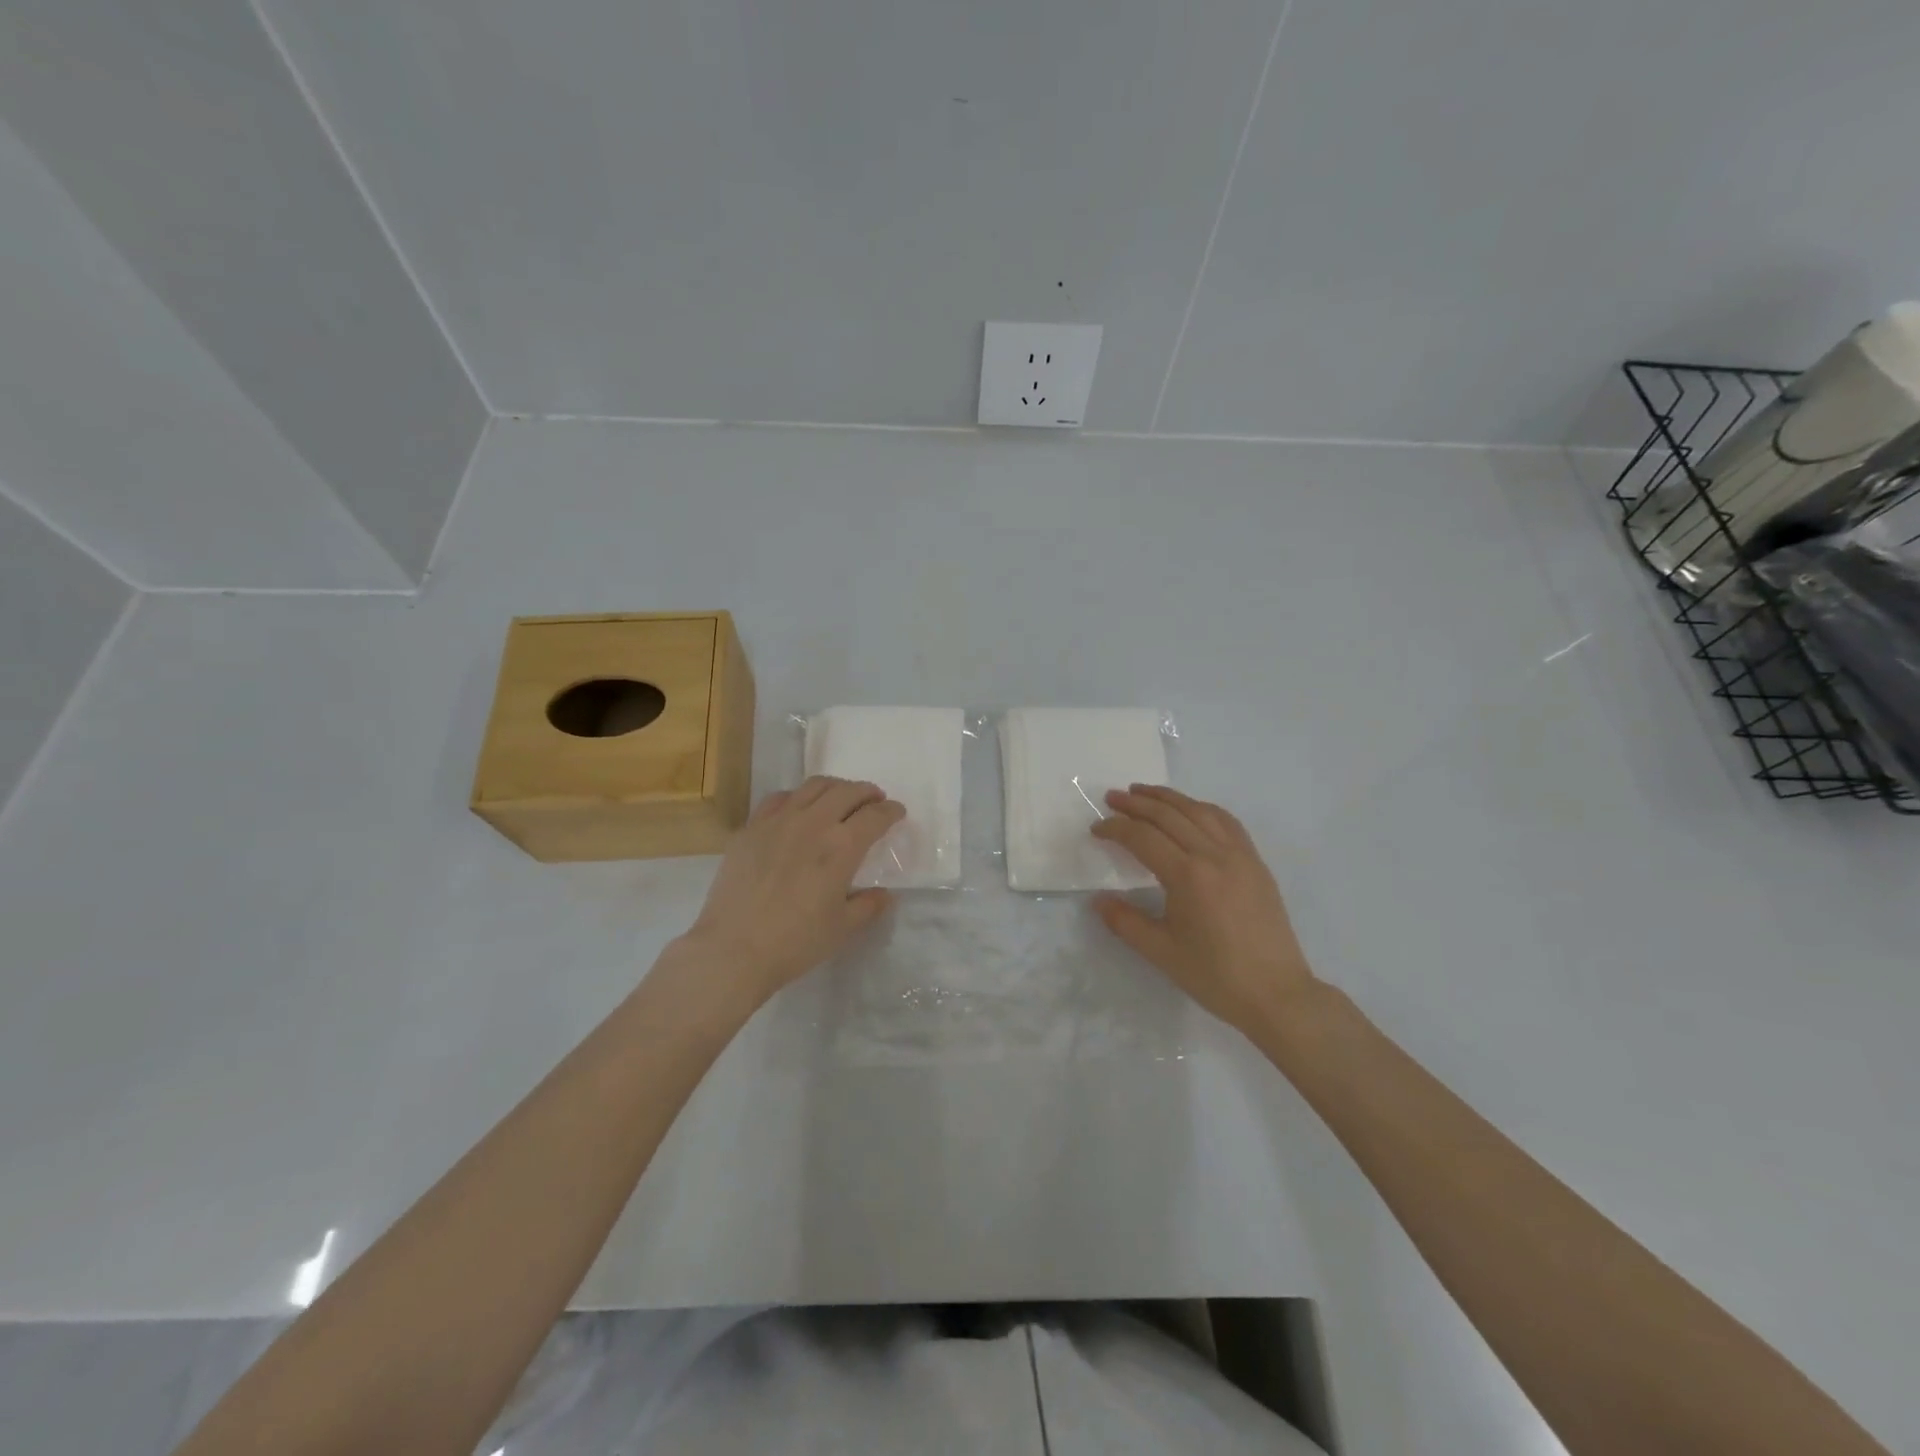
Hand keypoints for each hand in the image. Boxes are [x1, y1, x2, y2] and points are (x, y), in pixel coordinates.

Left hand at [684, 777, 904, 1003]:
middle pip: (847, 791)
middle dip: (867, 792)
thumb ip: (868, 906)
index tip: (897, 812)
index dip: (891, 810)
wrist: (733, 949)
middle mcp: (813, 823)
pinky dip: (798, 797)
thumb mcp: (842, 928)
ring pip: (813, 787)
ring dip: (835, 787)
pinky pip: (779, 798)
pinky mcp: (751, 828)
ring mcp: (778, 821)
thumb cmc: (795, 942)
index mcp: (842, 846)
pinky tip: (798, 809)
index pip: (875, 815)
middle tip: (874, 800)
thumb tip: (884, 894)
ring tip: (841, 798)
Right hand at [1091, 785, 1318, 1037]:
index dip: (1115, 828)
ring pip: (1199, 811)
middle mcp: (1213, 855)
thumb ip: (1125, 922)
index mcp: (1187, 875)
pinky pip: (1226, 822)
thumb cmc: (1215, 976)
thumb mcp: (1161, 952)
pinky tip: (1191, 809)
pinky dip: (1202, 808)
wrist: (1276, 993)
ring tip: (1144, 792)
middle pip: (1169, 815)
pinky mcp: (1256, 862)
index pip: (1143, 837)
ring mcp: (1239, 855)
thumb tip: (1098, 900)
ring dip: (1168, 798)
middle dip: (1136, 804)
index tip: (1096, 829)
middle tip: (1112, 798)